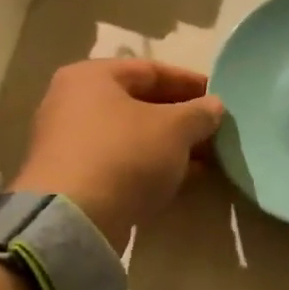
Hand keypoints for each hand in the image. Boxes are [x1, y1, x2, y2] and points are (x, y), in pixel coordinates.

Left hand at [13, 59, 223, 253]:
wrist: (75, 219)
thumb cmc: (126, 155)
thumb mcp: (176, 128)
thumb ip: (200, 113)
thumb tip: (214, 107)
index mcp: (92, 77)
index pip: (151, 70)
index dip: (190, 82)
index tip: (218, 97)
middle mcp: (73, 102)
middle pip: (140, 103)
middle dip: (181, 118)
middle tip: (214, 130)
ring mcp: (70, 142)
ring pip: (132, 135)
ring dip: (170, 145)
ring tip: (206, 157)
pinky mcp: (74, 178)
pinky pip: (121, 162)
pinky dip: (151, 166)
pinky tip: (182, 178)